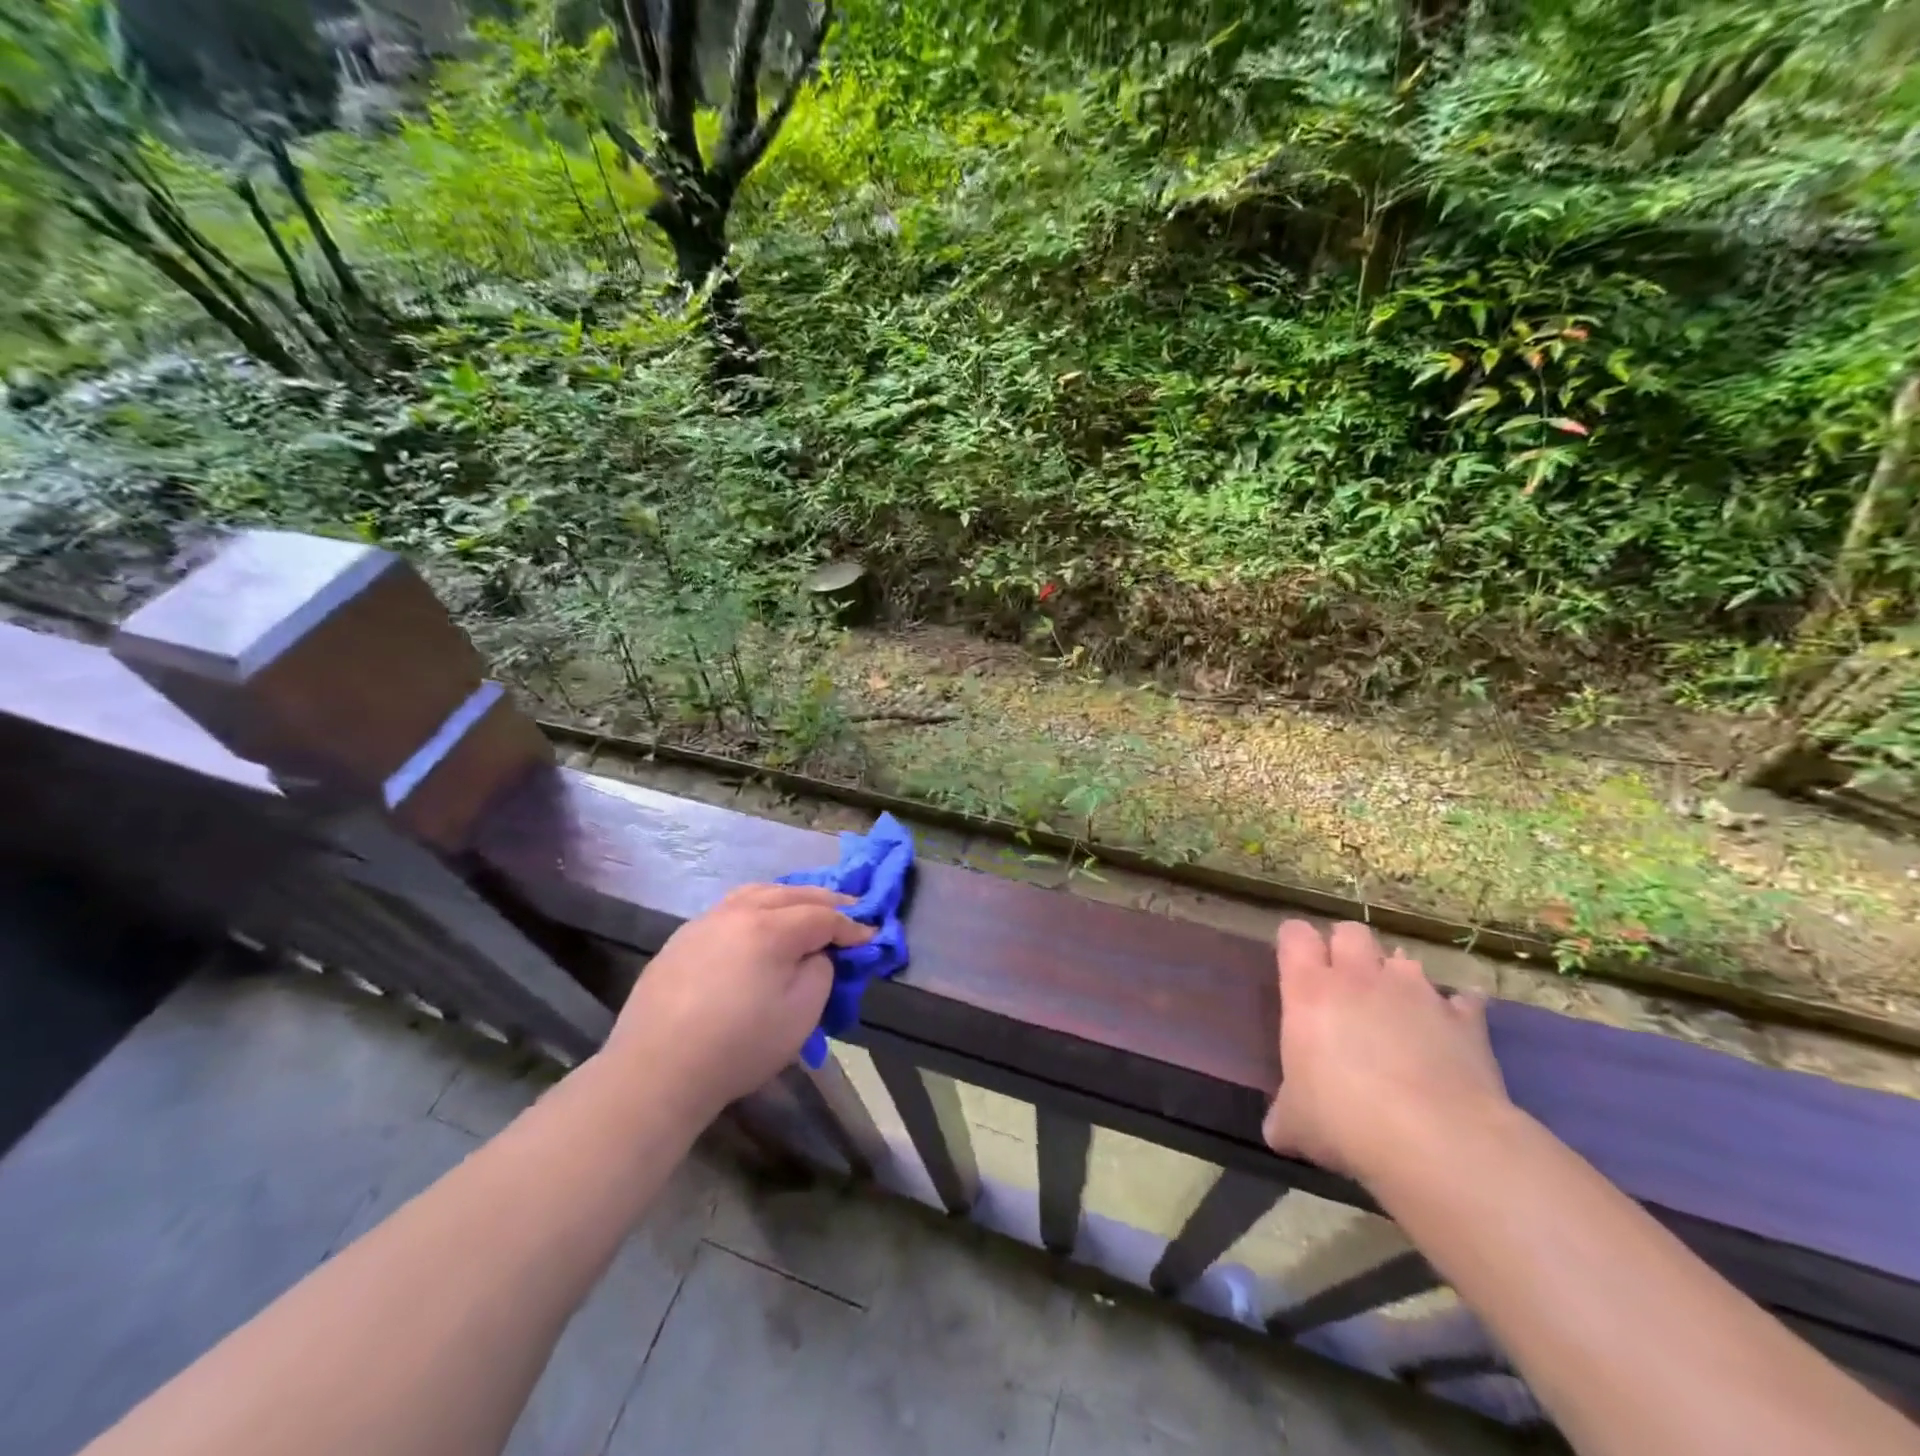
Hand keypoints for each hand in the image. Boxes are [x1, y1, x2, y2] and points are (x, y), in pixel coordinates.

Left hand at [603, 884, 872, 1118]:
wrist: (656, 1071)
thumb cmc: (738, 1046)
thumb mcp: (801, 1014)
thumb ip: (820, 971)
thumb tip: (814, 953)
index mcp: (771, 927)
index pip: (822, 916)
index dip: (851, 926)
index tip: (870, 936)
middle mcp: (738, 912)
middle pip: (792, 894)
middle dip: (826, 901)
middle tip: (851, 909)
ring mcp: (706, 921)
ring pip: (757, 893)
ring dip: (789, 897)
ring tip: (805, 908)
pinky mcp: (682, 939)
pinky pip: (731, 908)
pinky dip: (757, 906)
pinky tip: (759, 923)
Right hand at [1262, 920, 1510, 1184]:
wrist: (1435, 1140)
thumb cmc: (1343, 1119)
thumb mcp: (1295, 1123)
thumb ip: (1285, 1114)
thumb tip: (1279, 1129)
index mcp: (1308, 990)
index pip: (1294, 934)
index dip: (1294, 944)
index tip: (1296, 967)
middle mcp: (1359, 977)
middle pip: (1351, 931)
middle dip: (1348, 949)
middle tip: (1346, 985)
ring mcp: (1416, 993)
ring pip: (1405, 960)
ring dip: (1399, 979)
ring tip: (1400, 1012)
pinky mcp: (1465, 1020)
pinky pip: (1463, 1000)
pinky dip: (1456, 1011)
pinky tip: (1453, 1034)